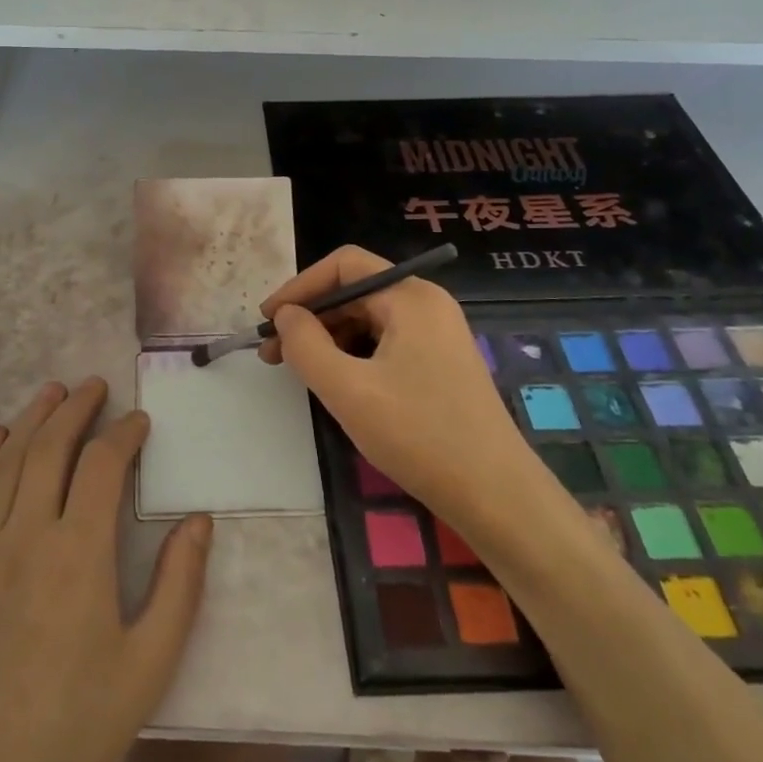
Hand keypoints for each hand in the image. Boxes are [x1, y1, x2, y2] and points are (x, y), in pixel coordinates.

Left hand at [0, 378, 212, 761]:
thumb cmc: (74, 726)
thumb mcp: (148, 665)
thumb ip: (179, 585)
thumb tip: (198, 519)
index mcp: (78, 553)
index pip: (102, 465)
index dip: (123, 434)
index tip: (139, 421)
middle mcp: (24, 533)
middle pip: (50, 447)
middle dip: (75, 409)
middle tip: (94, 386)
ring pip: (6, 461)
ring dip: (32, 420)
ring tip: (52, 392)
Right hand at [258, 246, 536, 527]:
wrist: (495, 495)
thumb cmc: (419, 436)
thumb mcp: (347, 390)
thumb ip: (305, 345)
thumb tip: (286, 316)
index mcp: (411, 297)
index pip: (344, 266)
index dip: (299, 287)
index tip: (267, 320)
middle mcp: (427, 304)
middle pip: (355, 291)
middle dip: (311, 317)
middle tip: (273, 353)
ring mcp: (437, 333)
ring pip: (368, 319)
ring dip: (328, 338)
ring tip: (299, 370)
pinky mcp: (439, 362)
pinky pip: (384, 342)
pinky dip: (352, 354)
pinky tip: (335, 381)